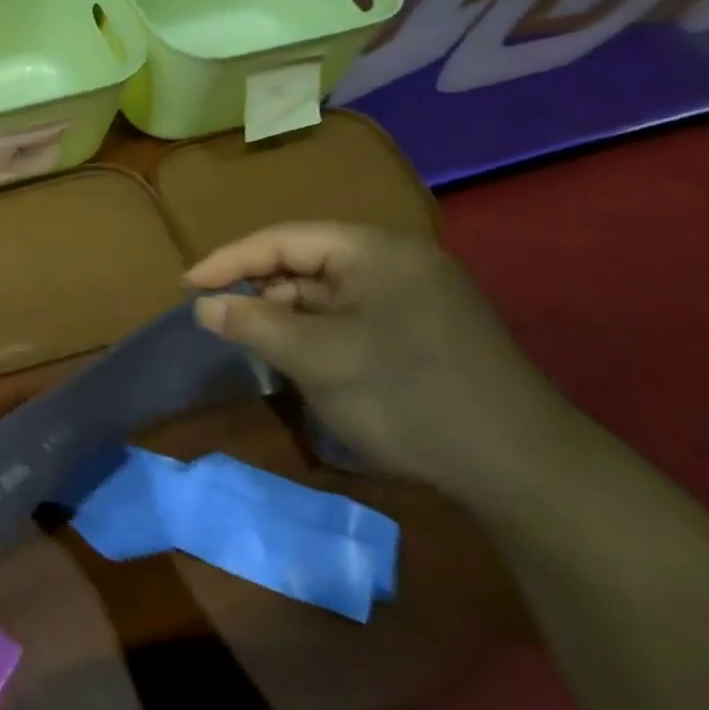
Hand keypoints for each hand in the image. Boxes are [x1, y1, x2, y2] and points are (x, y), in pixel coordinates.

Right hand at [187, 223, 566, 491]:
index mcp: (375, 251)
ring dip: (287, 315)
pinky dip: (317, 333)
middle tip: (217, 319)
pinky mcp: (422, 330)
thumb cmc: (408, 397)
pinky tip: (299, 360)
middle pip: (305, 262)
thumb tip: (203, 305)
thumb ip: (254, 324)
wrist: (522, 470)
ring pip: (327, 293)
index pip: (282, 239)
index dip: (228, 260)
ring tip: (252, 343)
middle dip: (259, 289)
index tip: (186, 287)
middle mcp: (396, 261)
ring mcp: (414, 296)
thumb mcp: (318, 359)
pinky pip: (351, 317)